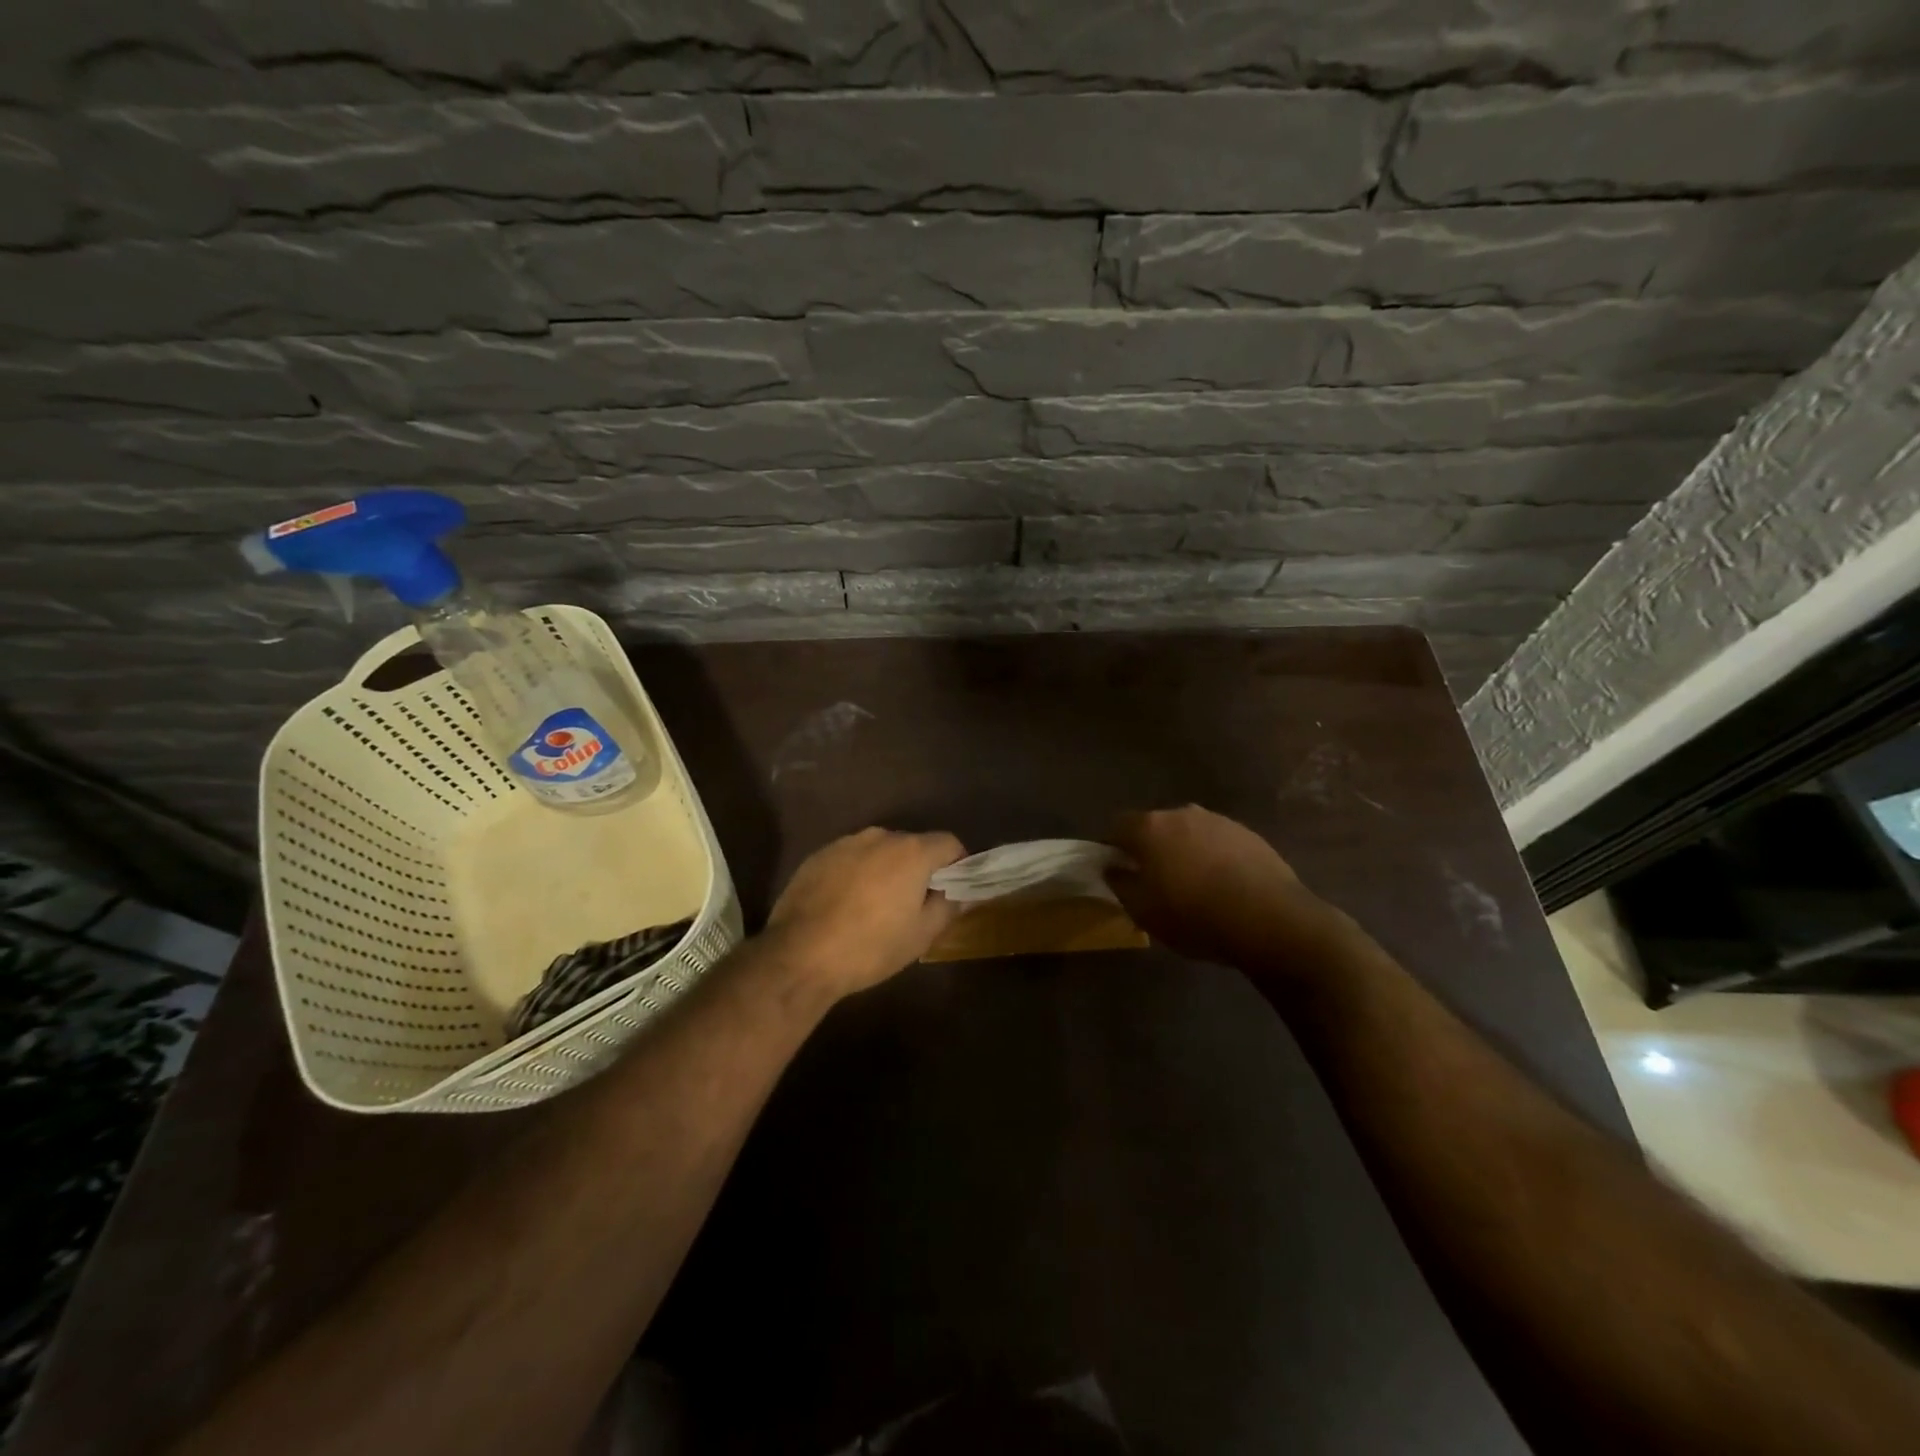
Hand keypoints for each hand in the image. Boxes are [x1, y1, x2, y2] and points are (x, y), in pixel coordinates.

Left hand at [764, 828, 965, 998]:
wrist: (799, 955)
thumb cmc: (870, 947)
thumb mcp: (920, 935)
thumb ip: (948, 907)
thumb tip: (963, 895)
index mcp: (911, 852)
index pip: (949, 843)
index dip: (958, 865)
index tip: (953, 890)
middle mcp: (880, 836)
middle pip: (913, 845)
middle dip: (919, 869)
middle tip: (914, 904)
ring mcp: (845, 843)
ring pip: (879, 851)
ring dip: (886, 870)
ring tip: (876, 905)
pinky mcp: (818, 855)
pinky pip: (850, 858)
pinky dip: (857, 873)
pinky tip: (846, 905)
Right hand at [1107, 806, 1344, 968]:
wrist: (1269, 920)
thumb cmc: (1194, 915)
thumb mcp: (1142, 911)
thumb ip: (1120, 884)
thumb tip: (1113, 867)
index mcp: (1150, 827)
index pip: (1117, 825)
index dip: (1112, 847)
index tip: (1117, 872)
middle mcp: (1183, 813)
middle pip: (1155, 826)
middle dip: (1151, 849)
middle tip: (1155, 882)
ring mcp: (1219, 821)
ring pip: (1189, 833)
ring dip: (1184, 852)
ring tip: (1193, 887)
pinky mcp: (1249, 835)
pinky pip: (1218, 843)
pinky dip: (1214, 859)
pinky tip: (1223, 888)